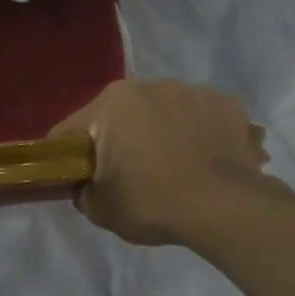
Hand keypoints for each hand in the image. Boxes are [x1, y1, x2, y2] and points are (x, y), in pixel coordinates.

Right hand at [49, 79, 268, 246]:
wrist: (224, 207)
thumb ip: (83, 191)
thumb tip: (87, 185)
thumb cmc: (152, 203)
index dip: (68, 154)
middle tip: (129, 174)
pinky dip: (198, 134)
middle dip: (121, 138)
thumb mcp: (101, 209)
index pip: (73, 129)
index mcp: (111, 104)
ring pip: (164, 111)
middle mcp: (149, 86)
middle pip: (122, 115)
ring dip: (162, 132)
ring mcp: (191, 91)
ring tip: (175, 167)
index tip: (76, 176)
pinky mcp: (226, 103)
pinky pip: (201, 117)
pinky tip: (204, 161)